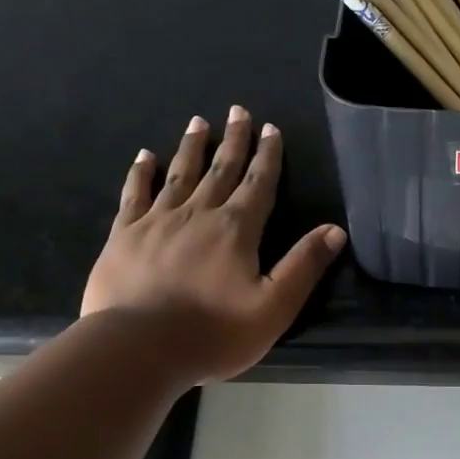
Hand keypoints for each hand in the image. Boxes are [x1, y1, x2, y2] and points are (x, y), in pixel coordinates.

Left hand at [82, 106, 347, 383]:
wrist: (140, 347)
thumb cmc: (214, 334)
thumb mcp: (274, 307)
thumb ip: (304, 266)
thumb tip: (335, 230)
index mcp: (236, 230)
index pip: (258, 185)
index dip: (267, 157)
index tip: (270, 129)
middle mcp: (198, 214)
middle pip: (220, 170)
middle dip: (233, 141)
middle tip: (238, 111)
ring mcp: (157, 221)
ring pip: (179, 175)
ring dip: (191, 148)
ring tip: (198, 122)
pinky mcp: (124, 235)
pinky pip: (134, 194)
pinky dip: (141, 173)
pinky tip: (144, 157)